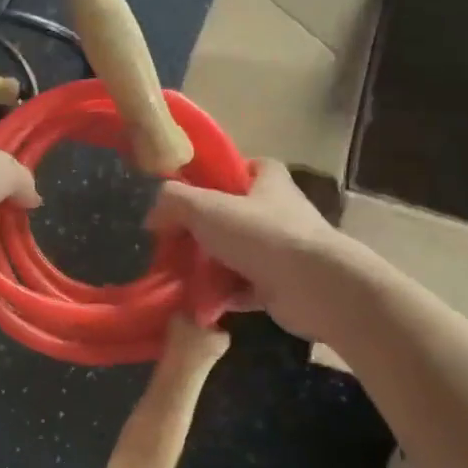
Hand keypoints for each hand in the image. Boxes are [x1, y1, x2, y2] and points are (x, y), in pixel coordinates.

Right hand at [147, 159, 357, 341]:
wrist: (315, 288)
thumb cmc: (263, 235)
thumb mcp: (206, 207)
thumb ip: (173, 201)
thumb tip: (151, 214)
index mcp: (269, 183)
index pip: (247, 167)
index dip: (220, 174)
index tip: (190, 189)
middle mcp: (279, 213)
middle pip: (233, 214)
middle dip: (202, 228)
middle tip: (170, 238)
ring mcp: (281, 252)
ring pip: (234, 253)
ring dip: (207, 265)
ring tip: (176, 273)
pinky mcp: (280, 286)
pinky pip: (240, 288)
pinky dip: (220, 295)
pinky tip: (195, 301)